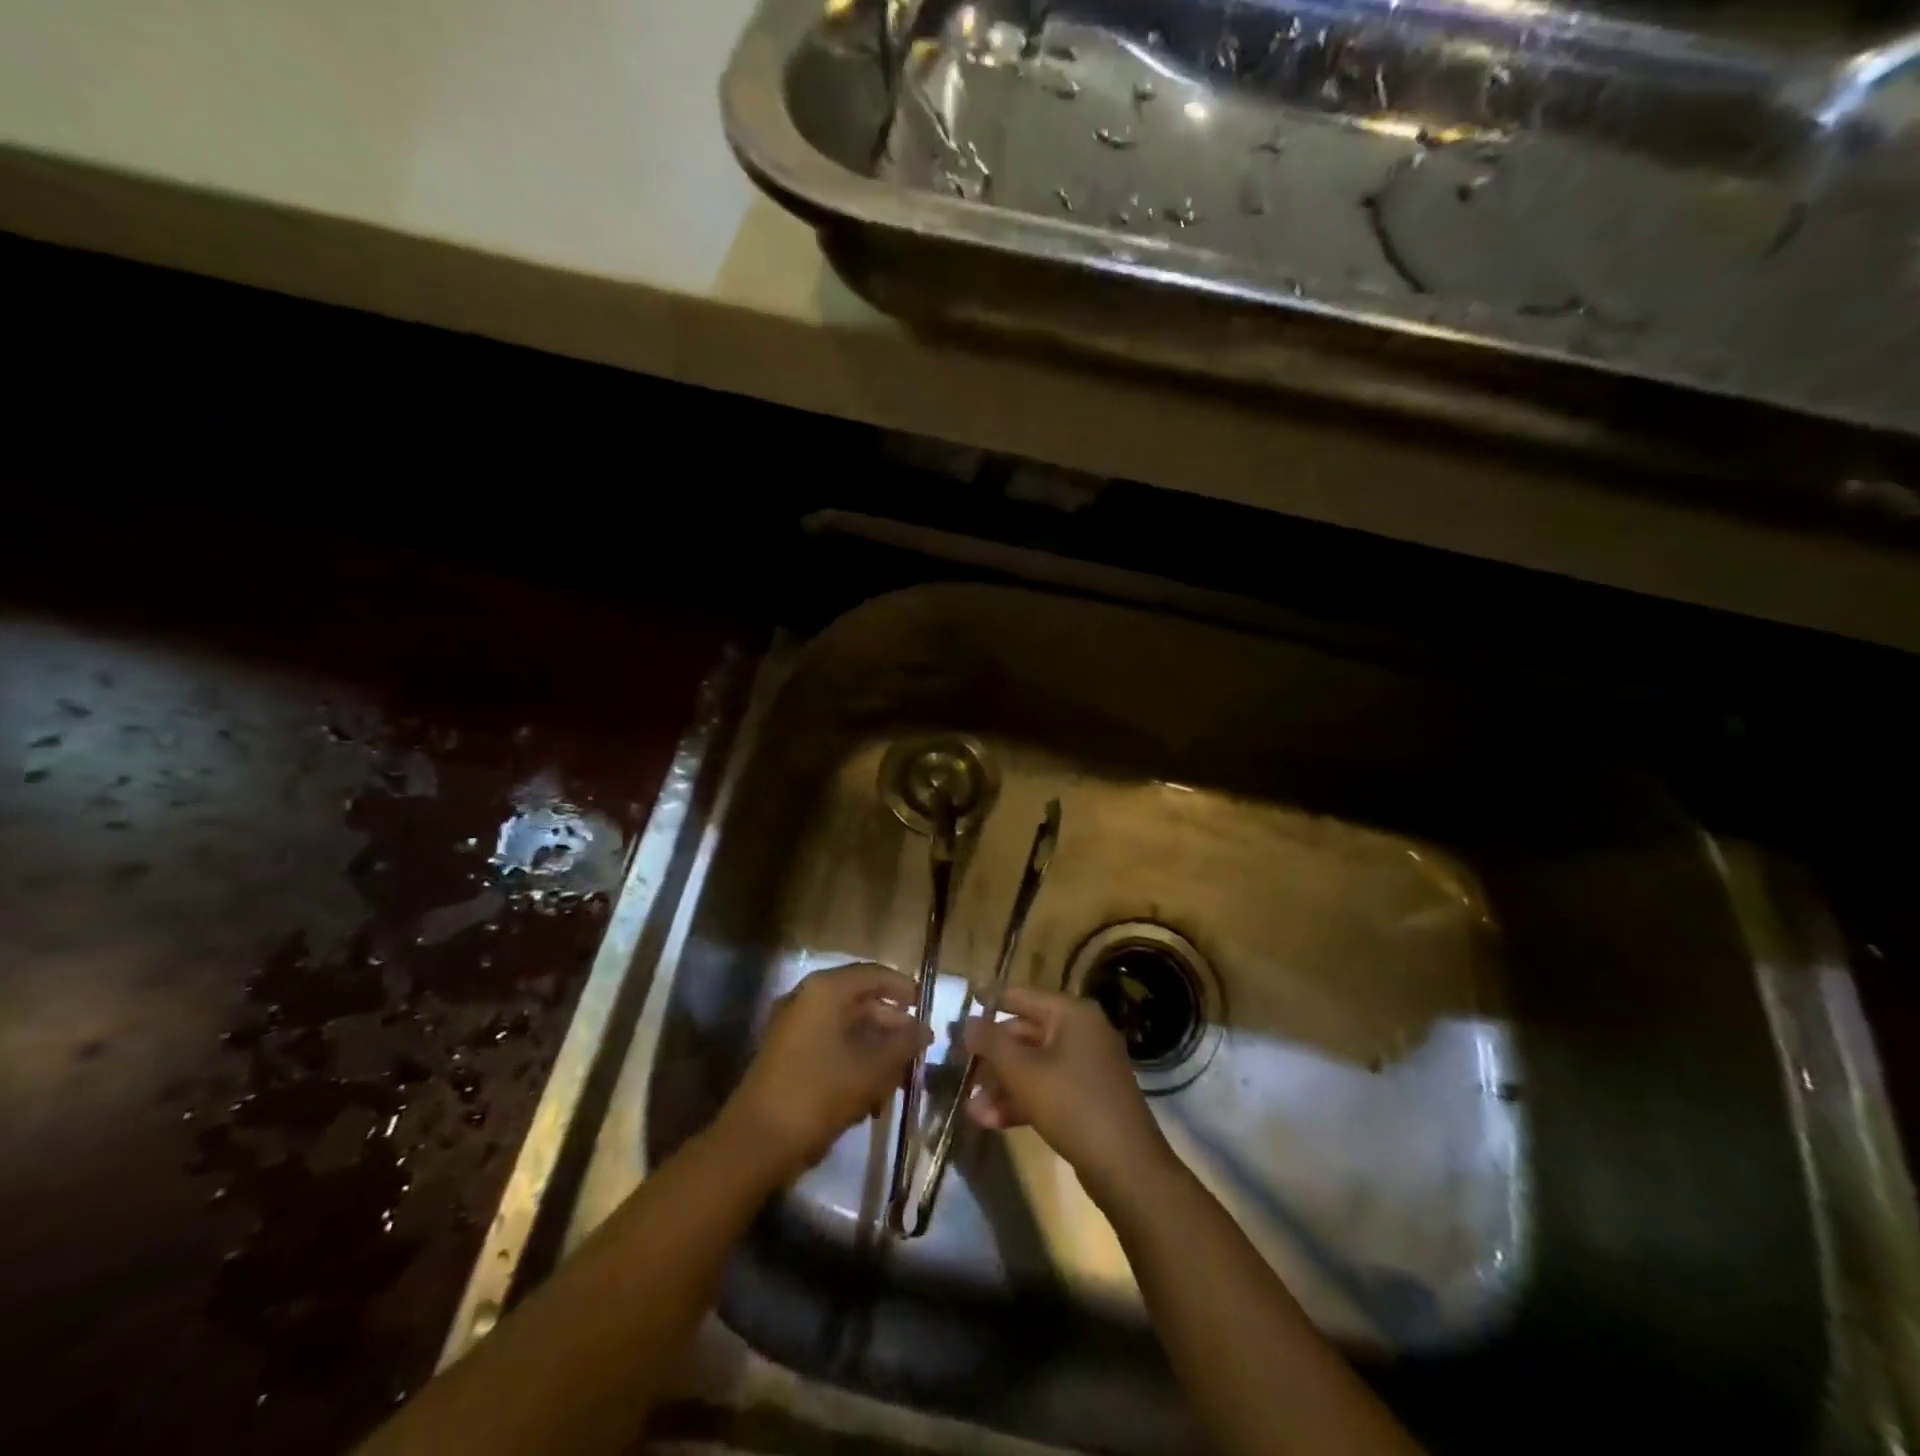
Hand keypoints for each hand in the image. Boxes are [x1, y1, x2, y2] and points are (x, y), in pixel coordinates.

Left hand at [718, 962, 927, 1185]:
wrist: (755, 1143)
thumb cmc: (818, 1094)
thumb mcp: (871, 1069)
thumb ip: (903, 1044)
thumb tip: (925, 1030)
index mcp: (825, 990)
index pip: (874, 974)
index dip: (905, 989)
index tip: (928, 1010)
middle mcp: (807, 999)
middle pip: (861, 1003)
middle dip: (892, 1029)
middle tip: (918, 1052)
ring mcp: (794, 1028)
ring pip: (847, 1029)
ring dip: (876, 1052)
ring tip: (898, 1083)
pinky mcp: (788, 1056)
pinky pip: (831, 1048)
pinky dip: (854, 1065)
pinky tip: (872, 1099)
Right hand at [964, 986, 1173, 1197]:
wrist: (1127, 1167)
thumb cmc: (1073, 1104)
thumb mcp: (1023, 1072)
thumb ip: (991, 1043)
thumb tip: (967, 1022)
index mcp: (1073, 1014)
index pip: (1024, 996)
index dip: (994, 996)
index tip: (969, 995)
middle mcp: (1082, 1033)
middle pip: (1026, 1034)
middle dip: (992, 1055)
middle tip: (960, 1065)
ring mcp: (1087, 1067)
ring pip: (1034, 1066)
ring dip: (1002, 1085)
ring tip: (970, 1107)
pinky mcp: (1087, 1098)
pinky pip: (1047, 1088)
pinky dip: (1021, 1100)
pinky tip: (990, 1121)